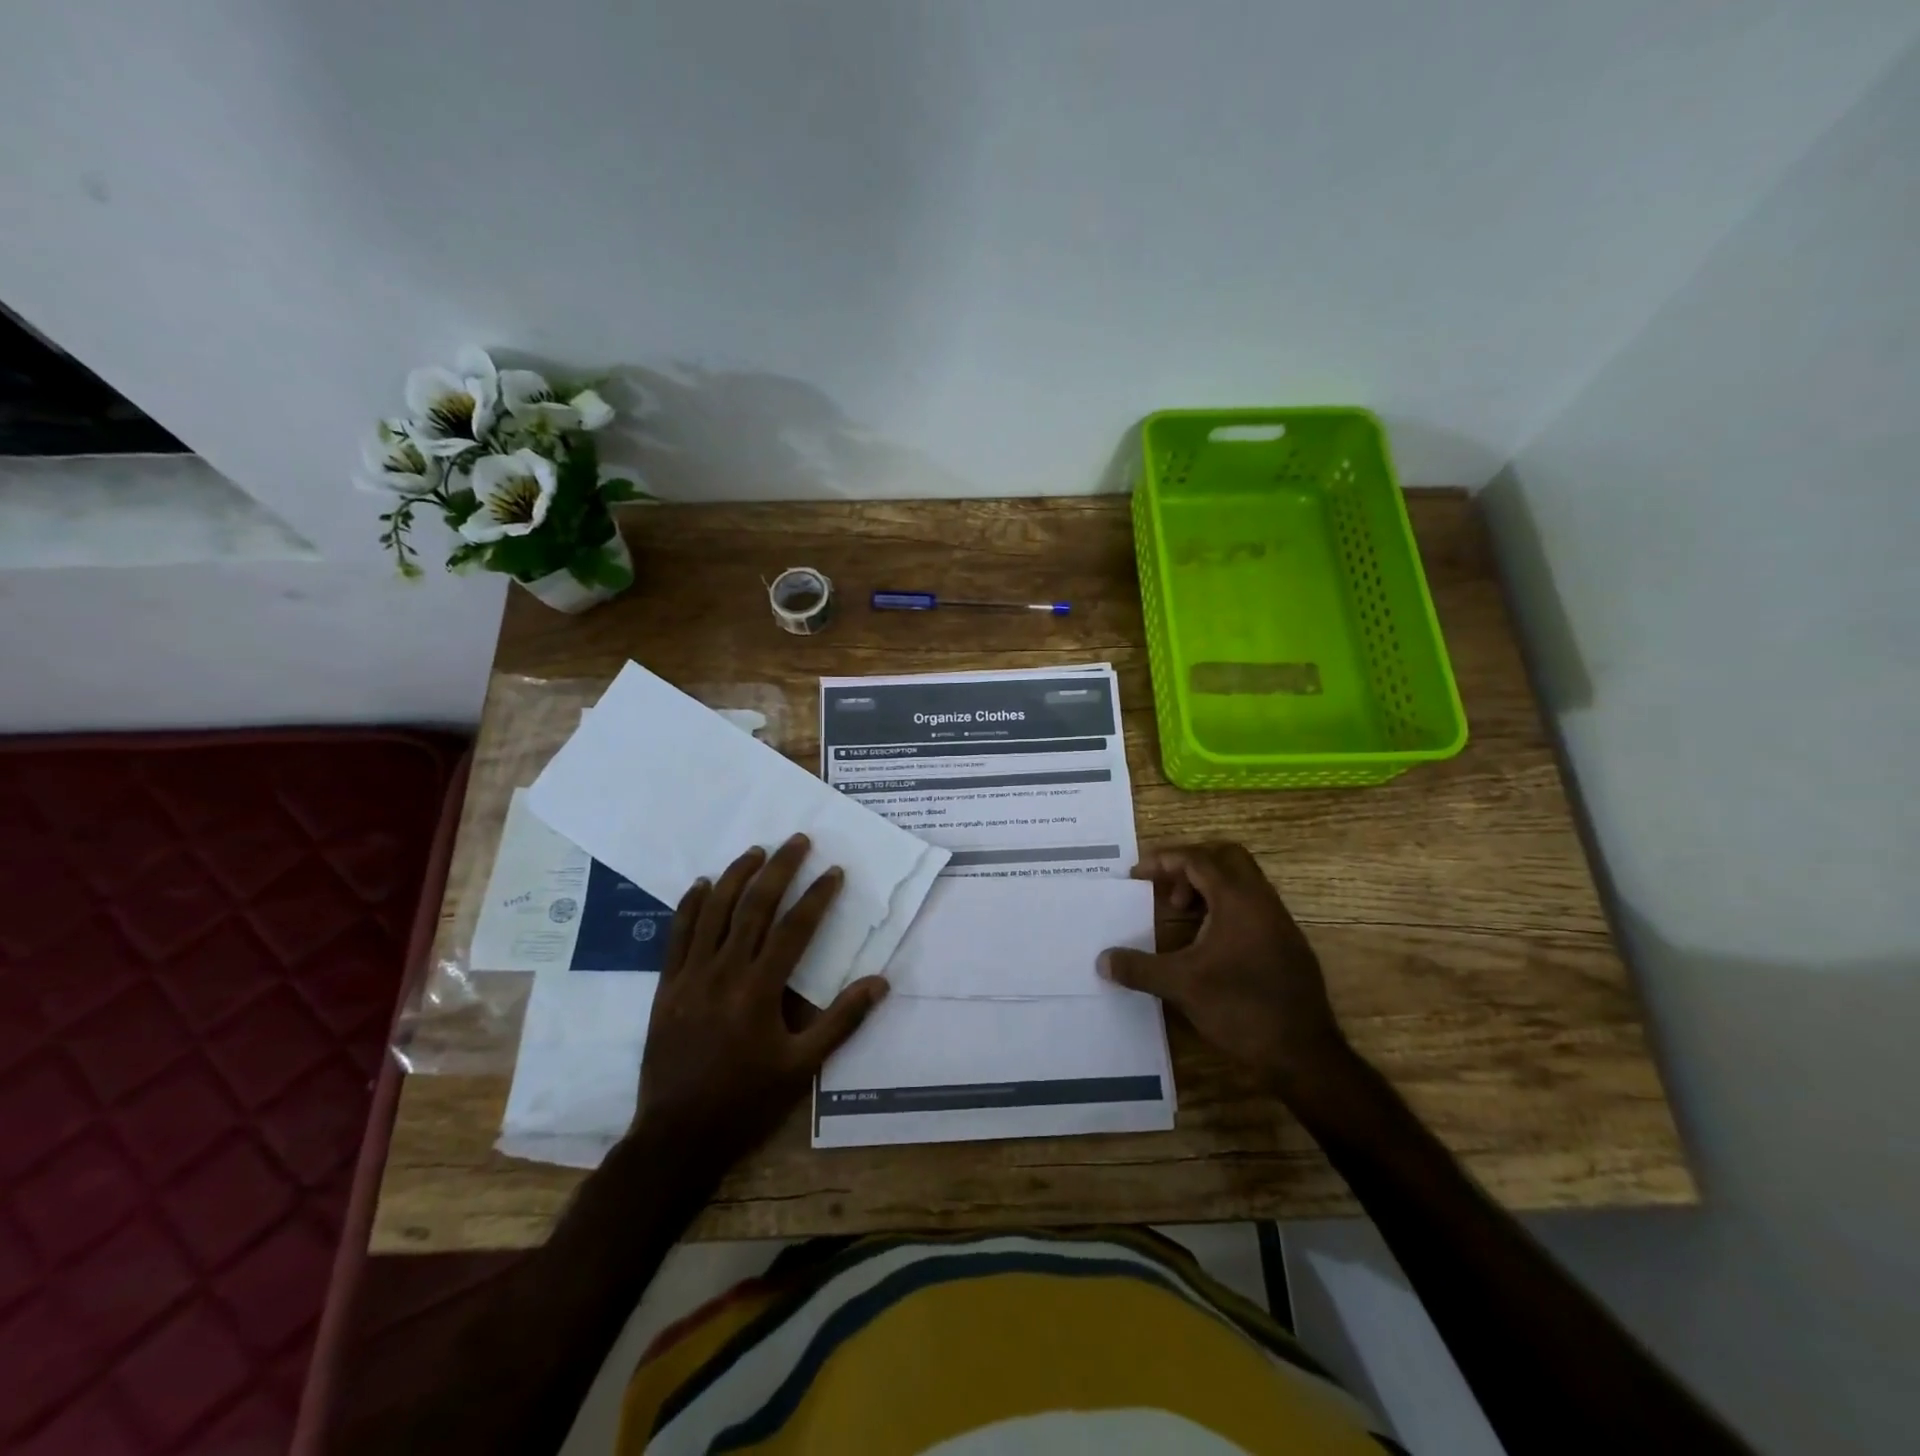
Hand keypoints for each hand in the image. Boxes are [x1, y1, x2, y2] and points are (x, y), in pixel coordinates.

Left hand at [634, 835, 886, 1173]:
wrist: (676, 1137)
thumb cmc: (746, 1103)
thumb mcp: (802, 1068)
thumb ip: (841, 1021)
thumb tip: (880, 982)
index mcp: (760, 991)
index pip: (795, 929)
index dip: (817, 896)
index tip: (834, 871)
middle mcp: (724, 972)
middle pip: (754, 907)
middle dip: (779, 869)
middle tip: (797, 840)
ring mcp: (690, 977)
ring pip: (714, 912)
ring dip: (736, 876)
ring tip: (756, 850)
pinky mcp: (666, 986)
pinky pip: (677, 935)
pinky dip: (690, 905)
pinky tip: (703, 883)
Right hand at [1100, 842, 1351, 1102]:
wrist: (1304, 1053)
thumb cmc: (1241, 1008)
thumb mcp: (1182, 986)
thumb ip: (1139, 968)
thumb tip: (1102, 960)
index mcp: (1238, 899)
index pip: (1198, 859)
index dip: (1163, 860)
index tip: (1136, 874)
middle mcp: (1262, 900)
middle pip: (1226, 857)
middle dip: (1190, 864)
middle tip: (1165, 888)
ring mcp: (1279, 921)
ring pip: (1242, 881)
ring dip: (1208, 887)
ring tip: (1181, 914)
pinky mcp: (1286, 943)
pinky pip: (1252, 905)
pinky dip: (1224, 907)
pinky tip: (1207, 942)